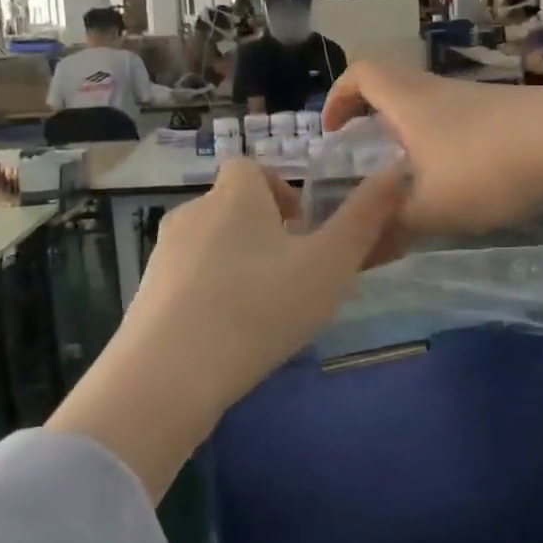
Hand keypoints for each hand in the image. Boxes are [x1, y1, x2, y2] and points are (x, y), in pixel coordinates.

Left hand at [119, 161, 406, 410]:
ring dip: (236, 263)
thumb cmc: (260, 306)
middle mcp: (192, 213)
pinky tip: (228, 335)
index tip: (301, 227)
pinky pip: (186, 280)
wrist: (168, 375)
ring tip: (263, 308)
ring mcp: (163, 255)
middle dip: (262, 231)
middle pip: (231, 206)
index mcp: (234, 195)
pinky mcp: (146, 295)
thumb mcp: (329, 264)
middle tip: (292, 273)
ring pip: (208, 245)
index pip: (250, 168)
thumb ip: (365, 217)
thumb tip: (397, 169)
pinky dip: (208, 294)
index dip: (277, 189)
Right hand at [322, 62, 542, 236]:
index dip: (338, 96)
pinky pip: (460, 121)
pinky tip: (460, 180)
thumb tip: (357, 255)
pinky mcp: (508, 113)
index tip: (332, 131)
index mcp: (409, 100)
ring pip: (429, 105)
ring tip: (411, 177)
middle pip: (394, 85)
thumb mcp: (432, 209)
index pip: (361, 73)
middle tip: (365, 153)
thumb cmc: (488, 166)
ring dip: (410, 132)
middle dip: (372, 116)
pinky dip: (444, 143)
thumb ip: (390, 230)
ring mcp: (477, 99)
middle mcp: (439, 90)